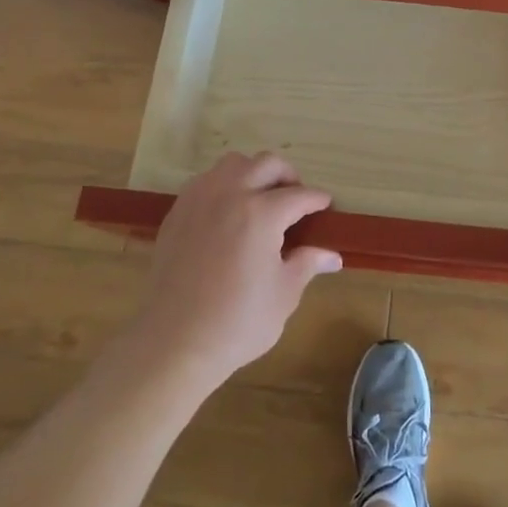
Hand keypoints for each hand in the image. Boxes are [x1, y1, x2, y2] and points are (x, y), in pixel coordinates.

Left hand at [123, 151, 341, 391]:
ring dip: (253, 173)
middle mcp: (231, 194)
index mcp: (262, 213)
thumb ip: (307, 264)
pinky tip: (228, 212)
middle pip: (267, 164)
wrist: (175, 342)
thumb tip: (332, 255)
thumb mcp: (284, 294)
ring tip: (260, 198)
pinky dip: (224, 185)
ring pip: (233, 163)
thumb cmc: (237, 322)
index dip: (317, 200)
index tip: (326, 205)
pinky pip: (206, 181)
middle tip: (295, 199)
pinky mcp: (178, 212)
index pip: (299, 195)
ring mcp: (200, 200)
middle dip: (288, 176)